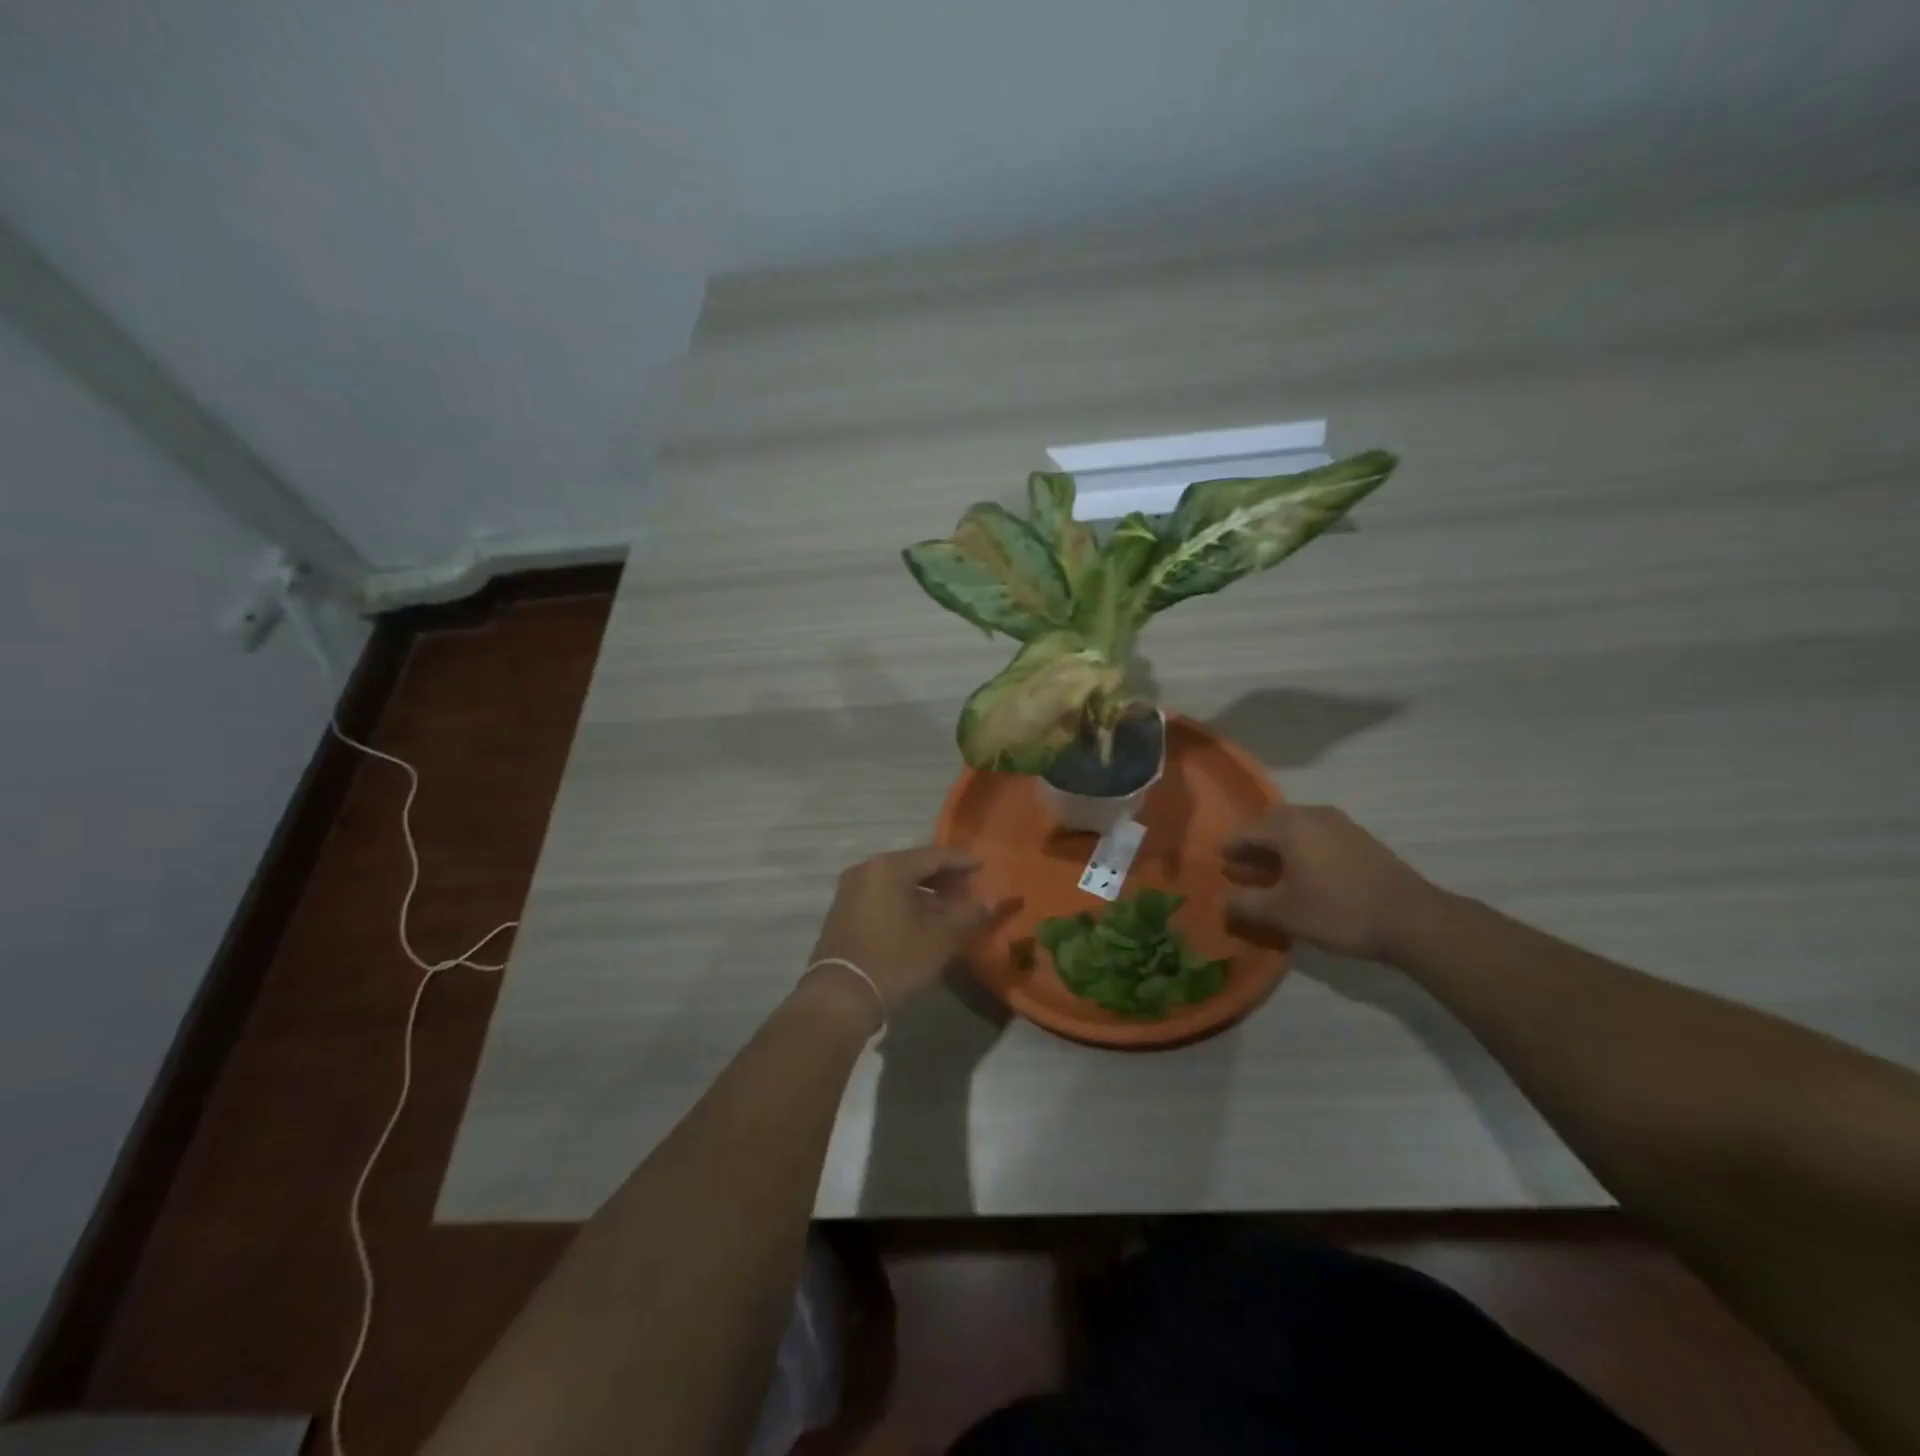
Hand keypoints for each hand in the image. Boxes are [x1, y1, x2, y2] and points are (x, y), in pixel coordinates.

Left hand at [805, 847, 991, 1022]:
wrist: (840, 996)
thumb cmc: (894, 961)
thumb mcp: (940, 939)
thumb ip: (968, 916)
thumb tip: (990, 903)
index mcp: (889, 867)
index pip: (935, 855)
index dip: (962, 862)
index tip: (983, 868)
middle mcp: (867, 869)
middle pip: (915, 865)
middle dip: (944, 878)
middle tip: (969, 892)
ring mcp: (851, 888)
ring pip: (898, 881)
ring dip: (925, 892)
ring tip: (949, 909)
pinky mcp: (843, 908)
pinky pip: (882, 894)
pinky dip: (904, 900)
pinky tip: (921, 919)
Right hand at [1222, 804, 1439, 962]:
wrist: (1412, 918)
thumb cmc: (1338, 911)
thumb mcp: (1283, 913)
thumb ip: (1245, 904)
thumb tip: (1219, 900)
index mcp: (1287, 826)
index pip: (1243, 831)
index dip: (1227, 851)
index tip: (1218, 868)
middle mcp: (1310, 814)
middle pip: (1268, 824)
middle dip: (1252, 846)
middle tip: (1242, 871)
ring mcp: (1338, 822)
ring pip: (1294, 828)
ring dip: (1277, 848)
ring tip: (1272, 876)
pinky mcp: (1359, 836)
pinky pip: (1315, 835)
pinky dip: (1301, 849)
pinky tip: (1304, 875)